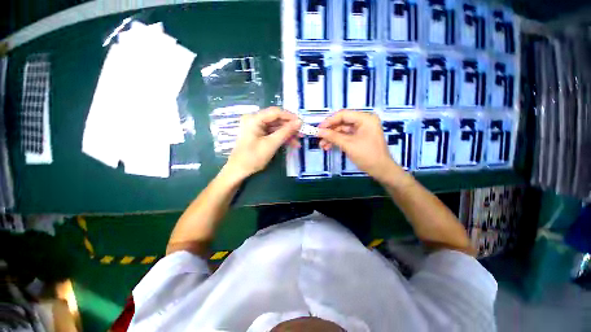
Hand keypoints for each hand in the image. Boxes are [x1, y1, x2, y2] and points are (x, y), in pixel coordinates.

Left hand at [225, 107, 300, 179]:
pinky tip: (291, 144)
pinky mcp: (259, 134)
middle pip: (276, 119)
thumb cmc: (253, 157)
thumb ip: (286, 132)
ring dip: (287, 134)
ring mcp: (256, 127)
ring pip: (276, 127)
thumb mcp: (271, 144)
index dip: (290, 117)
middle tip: (301, 133)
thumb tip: (299, 121)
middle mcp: (255, 120)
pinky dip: (281, 138)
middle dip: (290, 127)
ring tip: (298, 142)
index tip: (302, 123)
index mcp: (254, 119)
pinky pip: (273, 133)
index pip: (276, 112)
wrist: (238, 170)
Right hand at [318, 110, 402, 181]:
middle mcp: (363, 121)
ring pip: (342, 130)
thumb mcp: (348, 145)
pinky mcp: (359, 137)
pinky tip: (328, 147)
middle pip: (342, 122)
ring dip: (331, 137)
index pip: (343, 115)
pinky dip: (337, 141)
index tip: (318, 128)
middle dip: (330, 131)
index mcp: (365, 118)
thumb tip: (318, 131)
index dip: (329, 121)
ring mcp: (361, 129)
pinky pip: (345, 136)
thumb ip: (332, 136)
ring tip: (322, 145)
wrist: (381, 170)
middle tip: (319, 137)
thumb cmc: (367, 155)